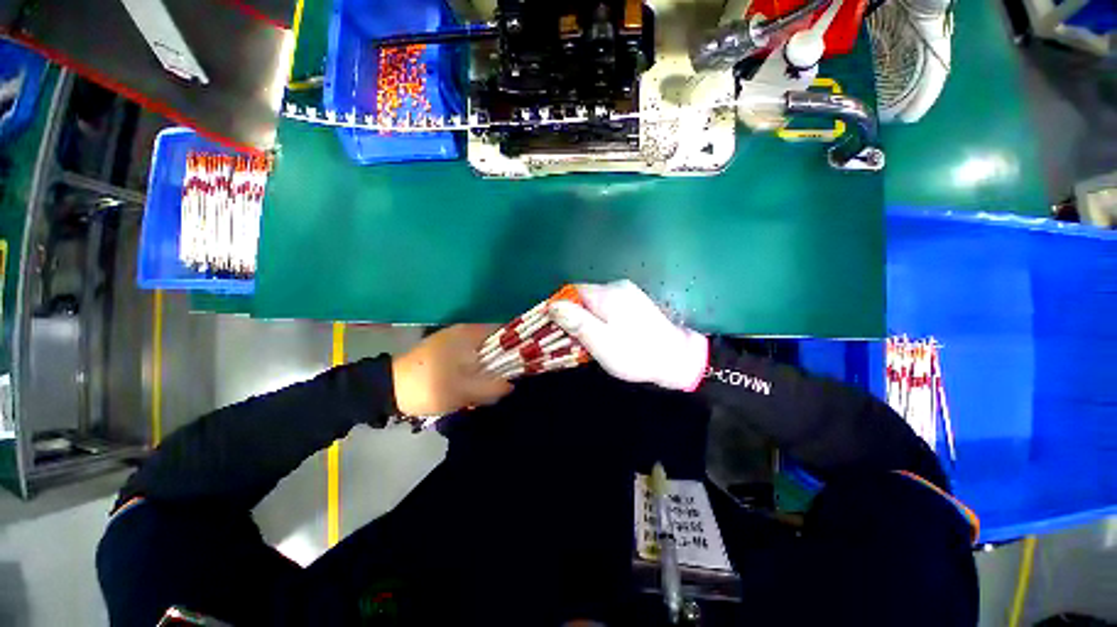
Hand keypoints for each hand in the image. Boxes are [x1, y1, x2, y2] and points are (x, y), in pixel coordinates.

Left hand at [392, 325, 512, 415]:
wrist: (388, 389)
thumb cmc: (430, 386)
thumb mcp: (464, 391)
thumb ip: (492, 387)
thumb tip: (511, 385)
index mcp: (471, 334)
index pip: (505, 332)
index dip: (517, 346)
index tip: (523, 363)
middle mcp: (464, 330)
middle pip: (495, 342)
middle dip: (501, 361)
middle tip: (504, 380)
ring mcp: (453, 338)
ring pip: (482, 350)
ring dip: (487, 366)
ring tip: (488, 385)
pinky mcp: (445, 349)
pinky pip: (469, 355)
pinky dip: (475, 367)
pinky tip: (472, 382)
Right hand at [548, 280, 708, 390]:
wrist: (677, 360)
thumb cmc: (636, 353)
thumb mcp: (602, 341)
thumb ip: (577, 322)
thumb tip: (553, 305)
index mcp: (608, 294)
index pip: (572, 291)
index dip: (559, 308)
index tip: (553, 328)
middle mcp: (617, 287)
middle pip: (583, 296)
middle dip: (572, 315)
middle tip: (570, 339)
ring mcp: (628, 294)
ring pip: (594, 302)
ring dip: (585, 318)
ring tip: (586, 340)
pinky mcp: (634, 303)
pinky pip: (607, 307)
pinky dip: (598, 319)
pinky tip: (603, 335)